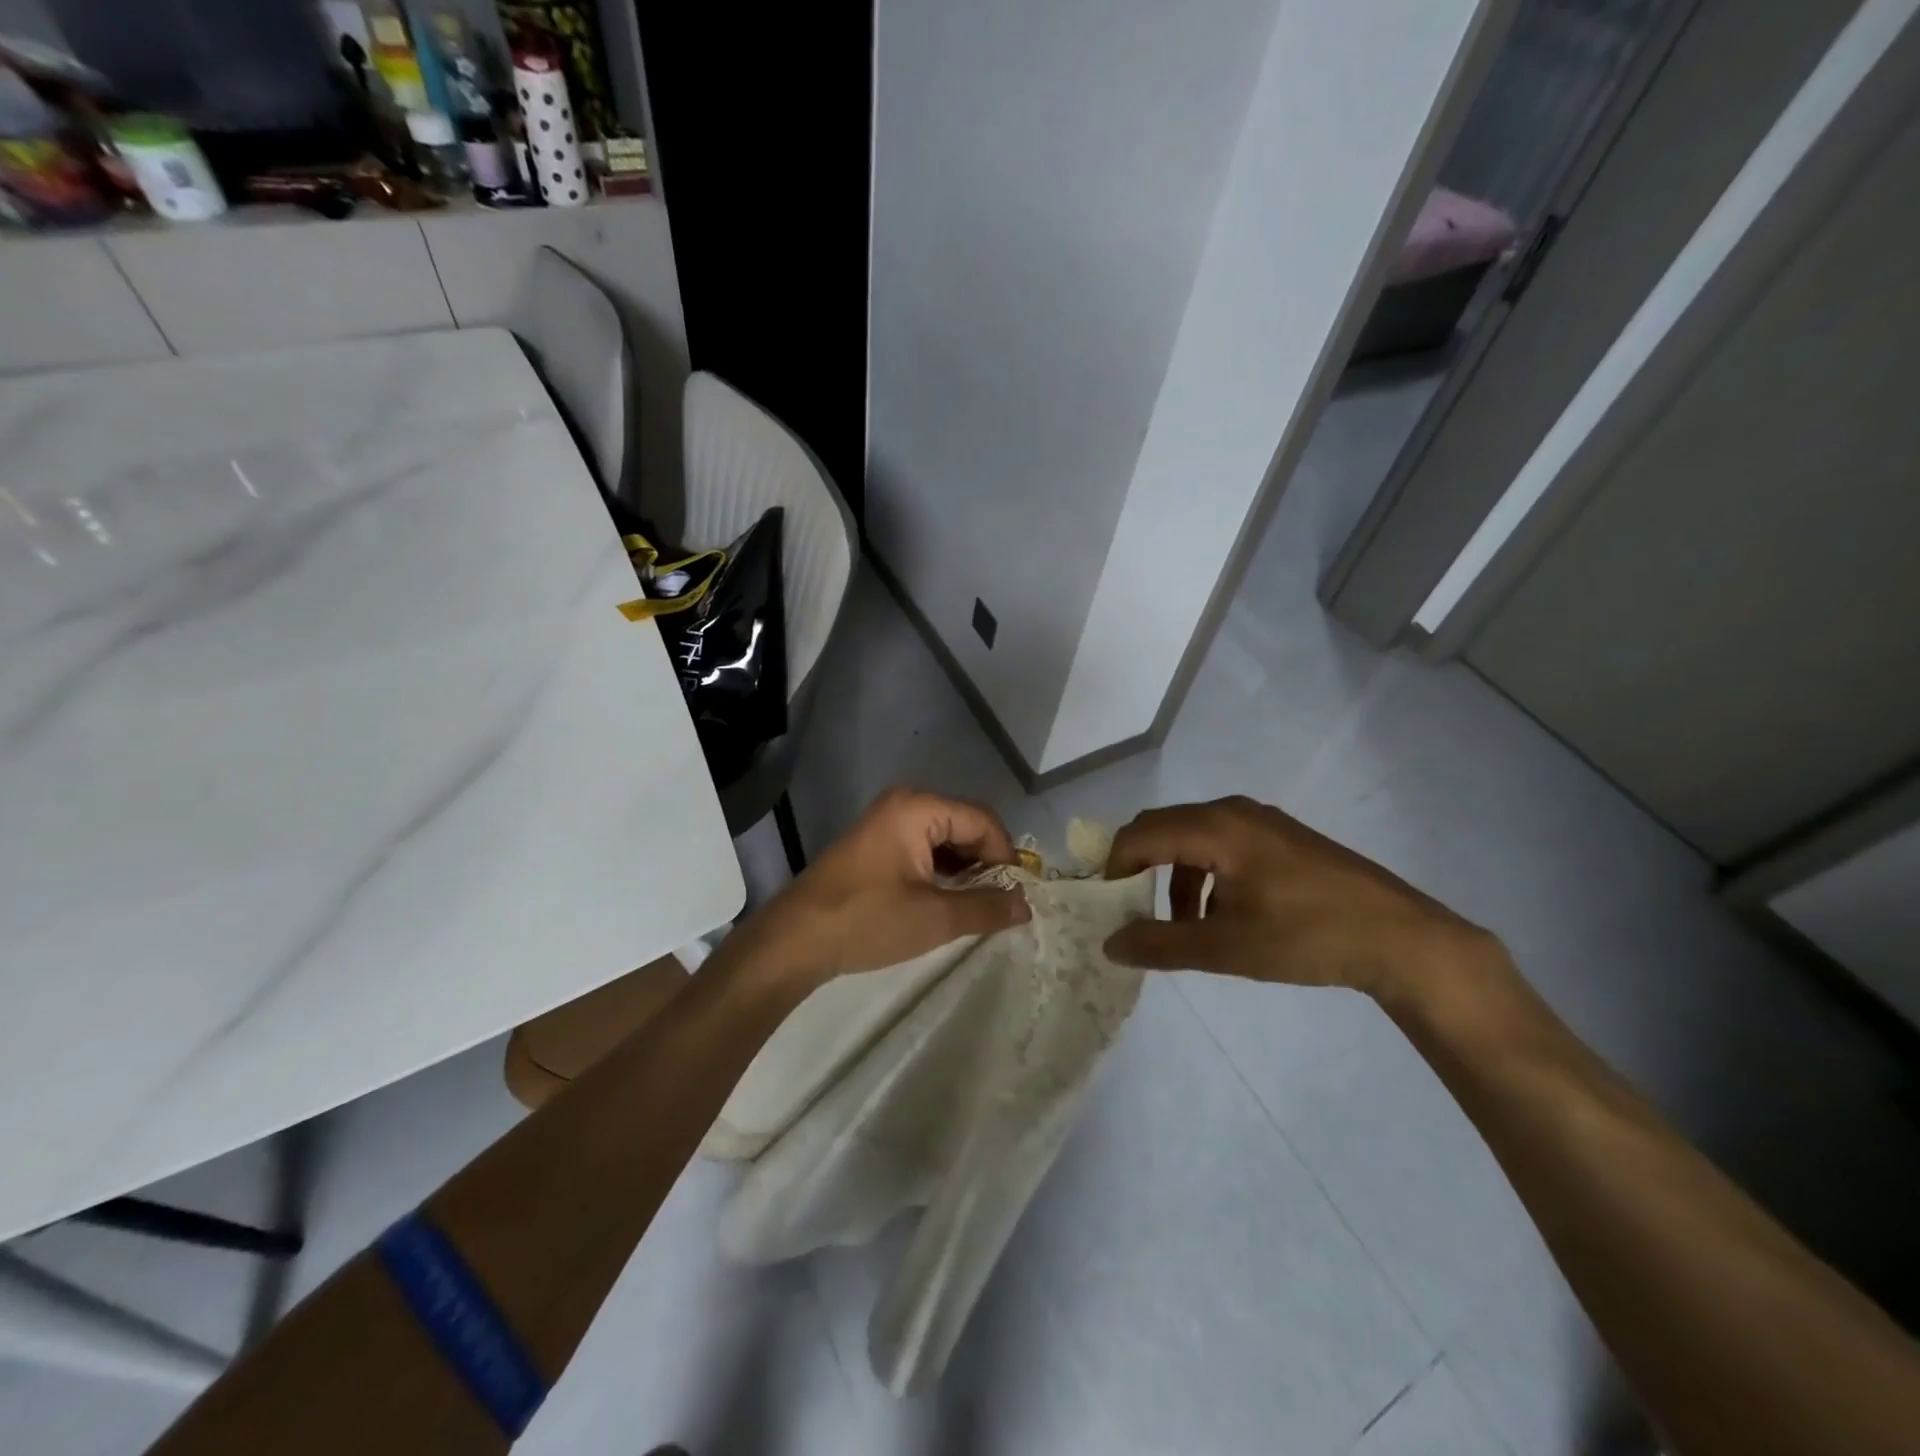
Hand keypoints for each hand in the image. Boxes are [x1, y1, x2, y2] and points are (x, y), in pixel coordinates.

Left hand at [735, 788, 1031, 988]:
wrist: (795, 940)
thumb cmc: (867, 920)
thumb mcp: (935, 918)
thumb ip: (986, 908)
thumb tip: (1026, 905)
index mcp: (918, 808)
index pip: (982, 821)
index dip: (1005, 856)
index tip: (1016, 895)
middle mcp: (903, 804)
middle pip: (964, 826)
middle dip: (985, 864)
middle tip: (998, 905)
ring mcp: (886, 823)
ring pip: (944, 840)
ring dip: (964, 871)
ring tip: (974, 908)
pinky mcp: (875, 845)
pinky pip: (922, 849)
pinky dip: (940, 873)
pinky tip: (945, 902)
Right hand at [1102, 796, 1506, 1001]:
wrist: (1403, 939)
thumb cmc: (1308, 938)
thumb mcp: (1227, 947)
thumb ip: (1161, 944)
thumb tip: (1110, 944)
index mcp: (1216, 827)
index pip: (1140, 834)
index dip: (1113, 867)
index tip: (1105, 907)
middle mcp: (1233, 811)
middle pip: (1162, 828)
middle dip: (1139, 868)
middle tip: (1131, 911)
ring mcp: (1260, 821)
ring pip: (1192, 837)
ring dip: (1173, 876)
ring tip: (1181, 927)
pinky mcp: (1280, 837)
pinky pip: (1221, 843)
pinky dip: (1203, 874)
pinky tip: (1220, 915)